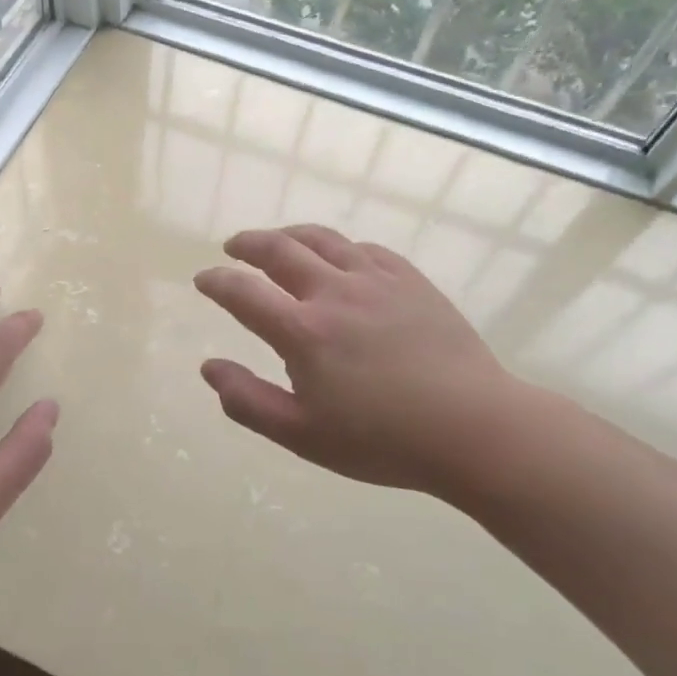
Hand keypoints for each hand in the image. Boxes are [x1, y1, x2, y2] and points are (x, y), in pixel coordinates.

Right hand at [194, 225, 529, 501]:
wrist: (474, 428)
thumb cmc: (381, 440)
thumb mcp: (301, 435)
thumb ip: (247, 401)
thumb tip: (209, 367)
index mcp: (302, 331)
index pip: (243, 292)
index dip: (216, 282)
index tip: (203, 280)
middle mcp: (334, 292)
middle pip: (279, 249)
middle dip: (248, 244)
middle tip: (233, 248)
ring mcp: (376, 280)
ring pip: (323, 239)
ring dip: (290, 235)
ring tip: (278, 241)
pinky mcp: (411, 280)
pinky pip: (366, 249)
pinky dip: (340, 248)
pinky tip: (340, 258)